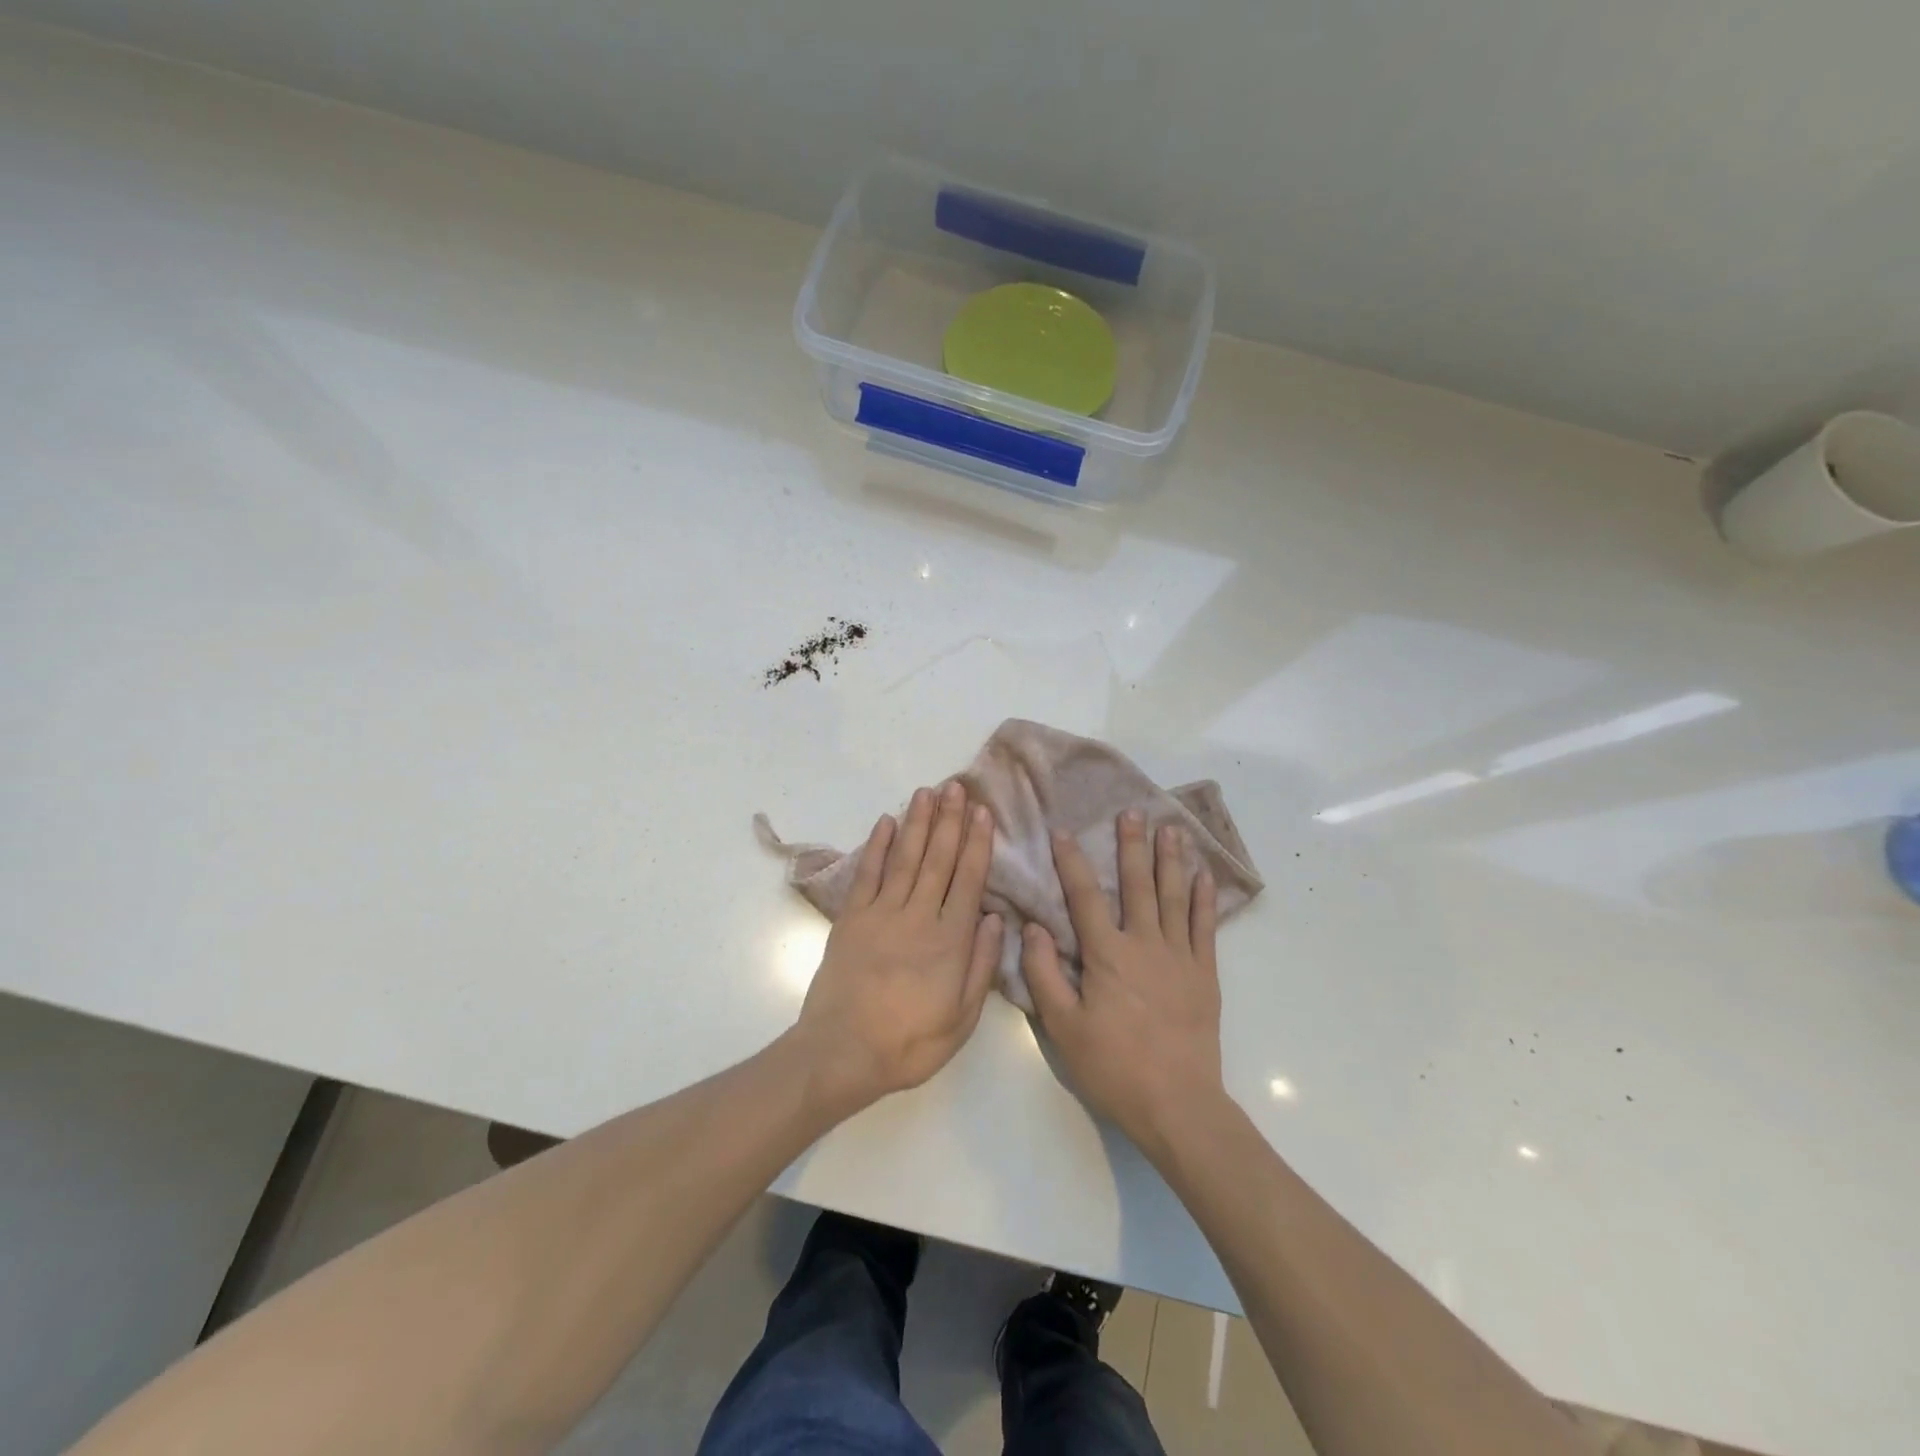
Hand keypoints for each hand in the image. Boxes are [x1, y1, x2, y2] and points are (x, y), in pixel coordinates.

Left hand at [789, 783, 1001, 1118]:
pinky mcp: (851, 919)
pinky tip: (885, 822)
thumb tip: (995, 918)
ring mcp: (881, 914)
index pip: (969, 881)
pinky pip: (867, 875)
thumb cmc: (909, 1043)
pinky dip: (876, 846)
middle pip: (938, 860)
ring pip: (904, 858)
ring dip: (917, 823)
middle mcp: (918, 917)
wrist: (842, 1054)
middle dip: (949, 821)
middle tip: (956, 786)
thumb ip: (980, 966)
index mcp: (950, 942)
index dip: (977, 844)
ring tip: (927, 792)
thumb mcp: (961, 1020)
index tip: (982, 813)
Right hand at [1024, 810, 1226, 1160]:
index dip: (1071, 862)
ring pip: (1175, 896)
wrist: (1177, 1104)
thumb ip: (1044, 974)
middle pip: (1137, 884)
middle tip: (1132, 811)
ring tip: (1171, 828)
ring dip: (1171, 860)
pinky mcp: (1204, 973)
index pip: (1084, 896)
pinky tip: (1204, 875)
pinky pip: (1205, 926)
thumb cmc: (1114, 1067)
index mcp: (1107, 955)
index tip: (1063, 832)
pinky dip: (1204, 898)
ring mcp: (1179, 956)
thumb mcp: (1063, 1027)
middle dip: (1132, 845)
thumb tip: (1031, 927)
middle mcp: (1144, 944)